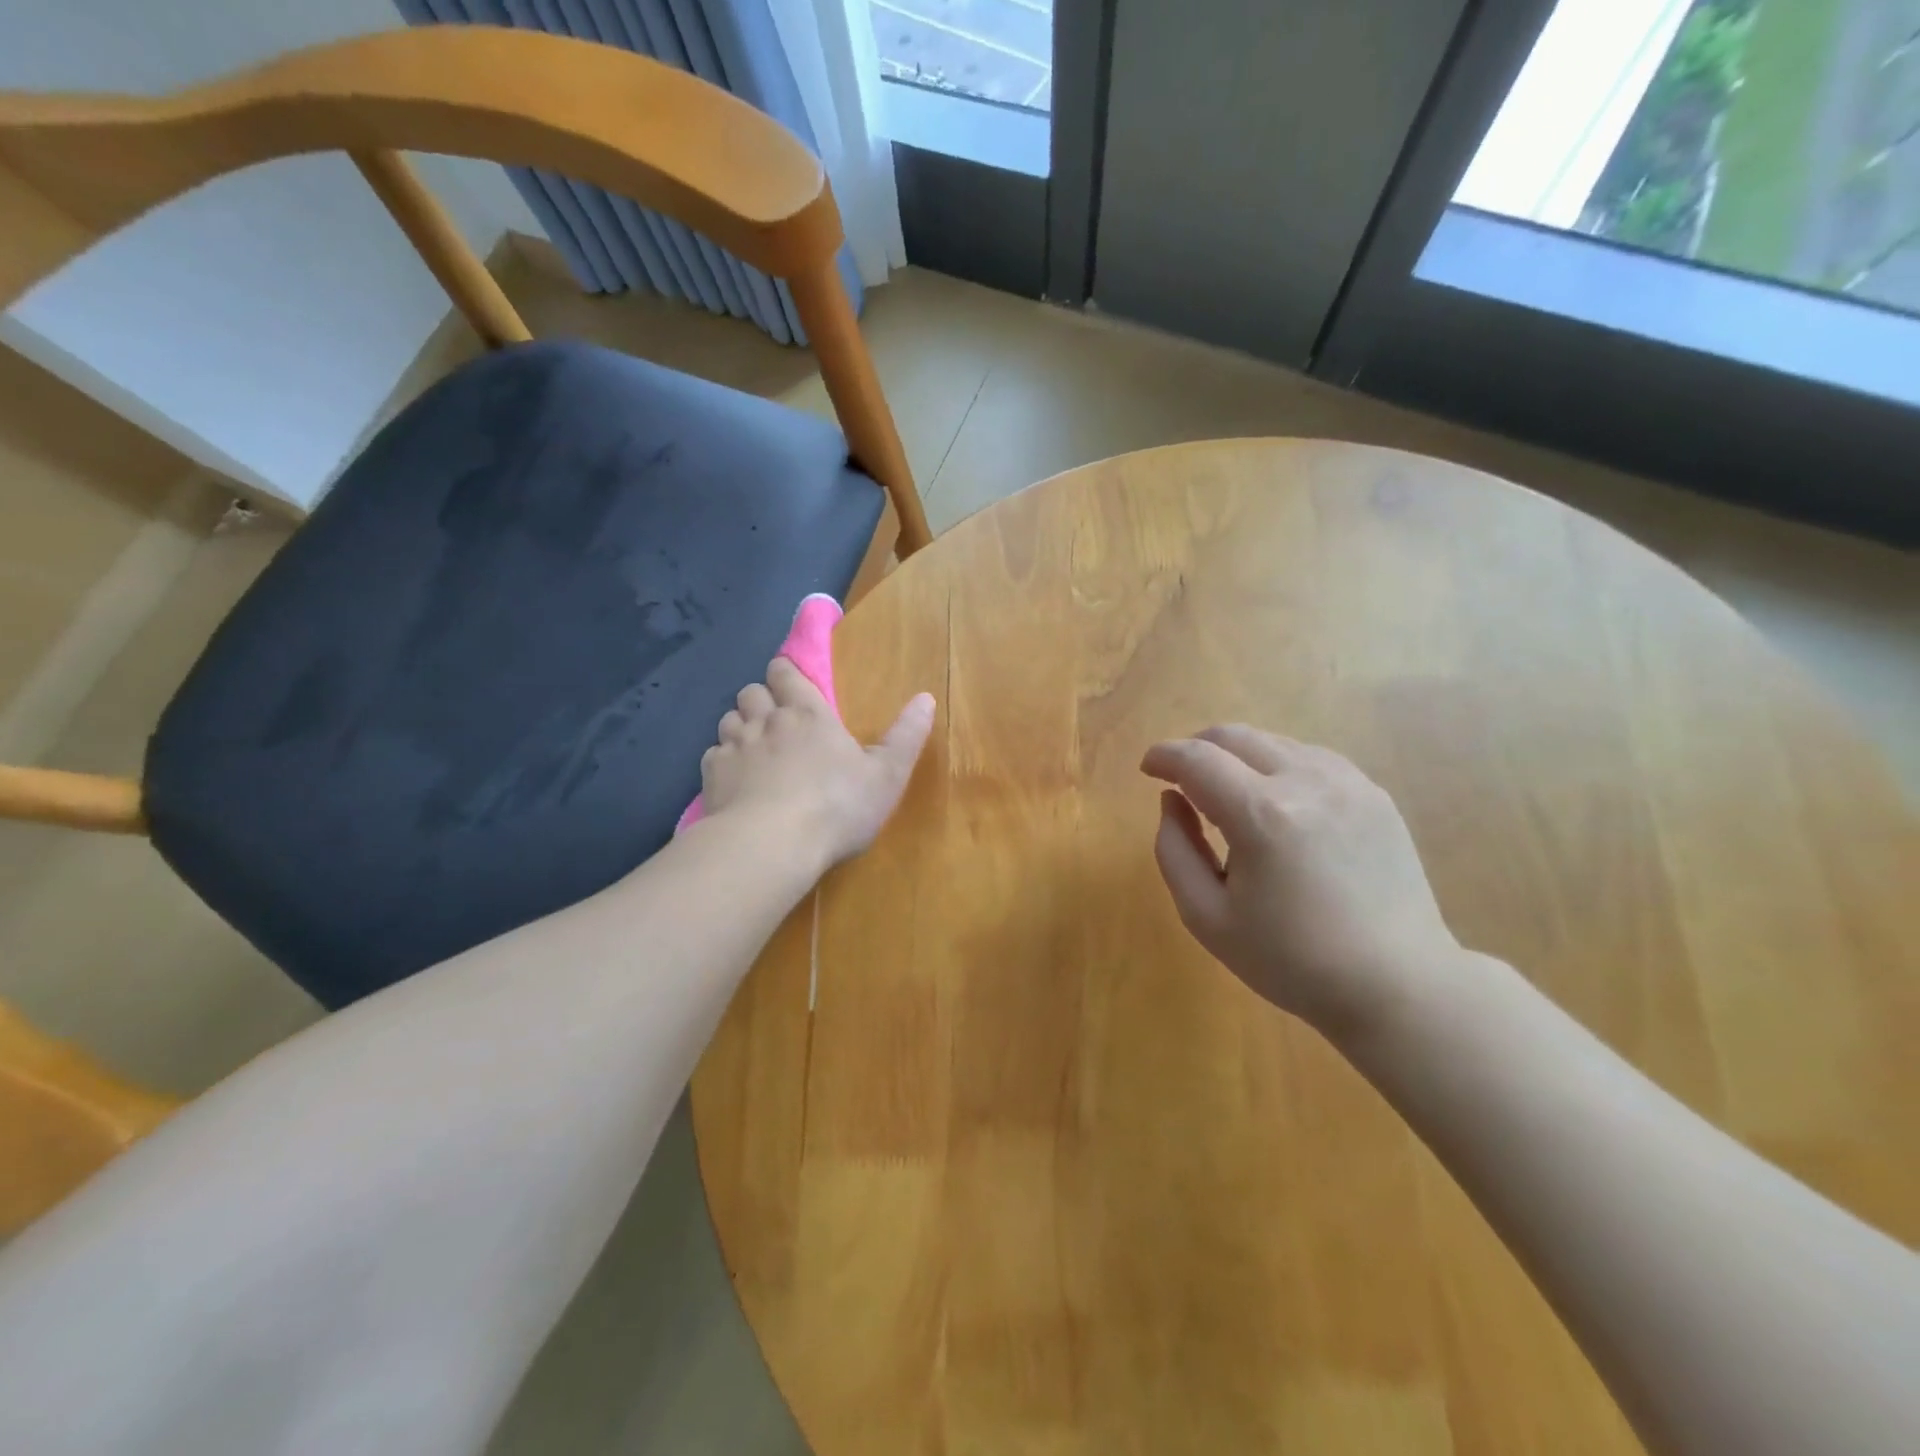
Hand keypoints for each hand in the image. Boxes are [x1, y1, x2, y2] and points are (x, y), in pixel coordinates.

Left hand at [701, 658, 934, 872]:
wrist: (772, 844)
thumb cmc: (837, 806)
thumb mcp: (887, 775)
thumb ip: (906, 735)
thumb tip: (926, 697)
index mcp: (809, 713)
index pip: (786, 673)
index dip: (785, 673)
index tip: (790, 682)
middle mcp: (767, 721)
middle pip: (751, 691)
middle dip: (761, 698)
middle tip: (775, 718)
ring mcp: (735, 747)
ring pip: (728, 718)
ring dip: (740, 726)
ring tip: (753, 747)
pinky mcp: (711, 776)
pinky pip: (713, 754)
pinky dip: (723, 759)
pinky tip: (735, 779)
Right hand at [1140, 725, 1458, 1038]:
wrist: (1397, 984)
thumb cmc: (1292, 961)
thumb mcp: (1207, 917)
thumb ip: (1174, 850)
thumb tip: (1171, 800)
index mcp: (1261, 815)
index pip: (1196, 759)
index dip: (1163, 756)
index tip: (1148, 769)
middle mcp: (1306, 782)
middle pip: (1234, 736)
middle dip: (1196, 748)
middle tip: (1180, 777)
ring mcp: (1347, 783)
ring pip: (1273, 741)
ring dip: (1237, 755)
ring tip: (1227, 792)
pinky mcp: (1374, 794)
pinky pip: (1311, 757)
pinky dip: (1278, 764)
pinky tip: (1275, 799)